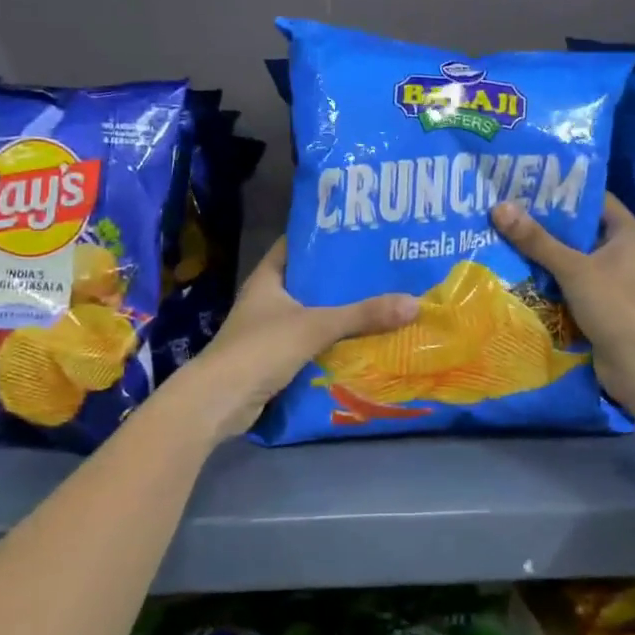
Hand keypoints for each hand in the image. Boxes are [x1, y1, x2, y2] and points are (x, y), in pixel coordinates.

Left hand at [194, 237, 419, 438]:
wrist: (220, 401)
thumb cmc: (261, 349)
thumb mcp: (316, 326)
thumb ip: (363, 315)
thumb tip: (414, 303)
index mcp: (268, 278)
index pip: (296, 245)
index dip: (324, 238)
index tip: (359, 233)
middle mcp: (267, 299)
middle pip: (309, 282)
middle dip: (342, 280)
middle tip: (382, 270)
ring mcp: (268, 330)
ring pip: (311, 314)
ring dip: (339, 314)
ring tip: (381, 303)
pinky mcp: (273, 359)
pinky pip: (310, 343)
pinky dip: (331, 343)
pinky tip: (361, 342)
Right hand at [492, 194, 634, 418]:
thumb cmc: (616, 307)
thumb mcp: (574, 269)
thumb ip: (537, 240)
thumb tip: (499, 207)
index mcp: (627, 233)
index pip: (594, 199)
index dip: (563, 190)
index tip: (527, 185)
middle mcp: (622, 252)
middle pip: (579, 229)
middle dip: (545, 223)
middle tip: (507, 210)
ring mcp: (612, 281)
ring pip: (572, 258)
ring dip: (543, 253)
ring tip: (504, 236)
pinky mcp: (600, 305)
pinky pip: (570, 284)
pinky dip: (549, 279)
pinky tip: (518, 272)